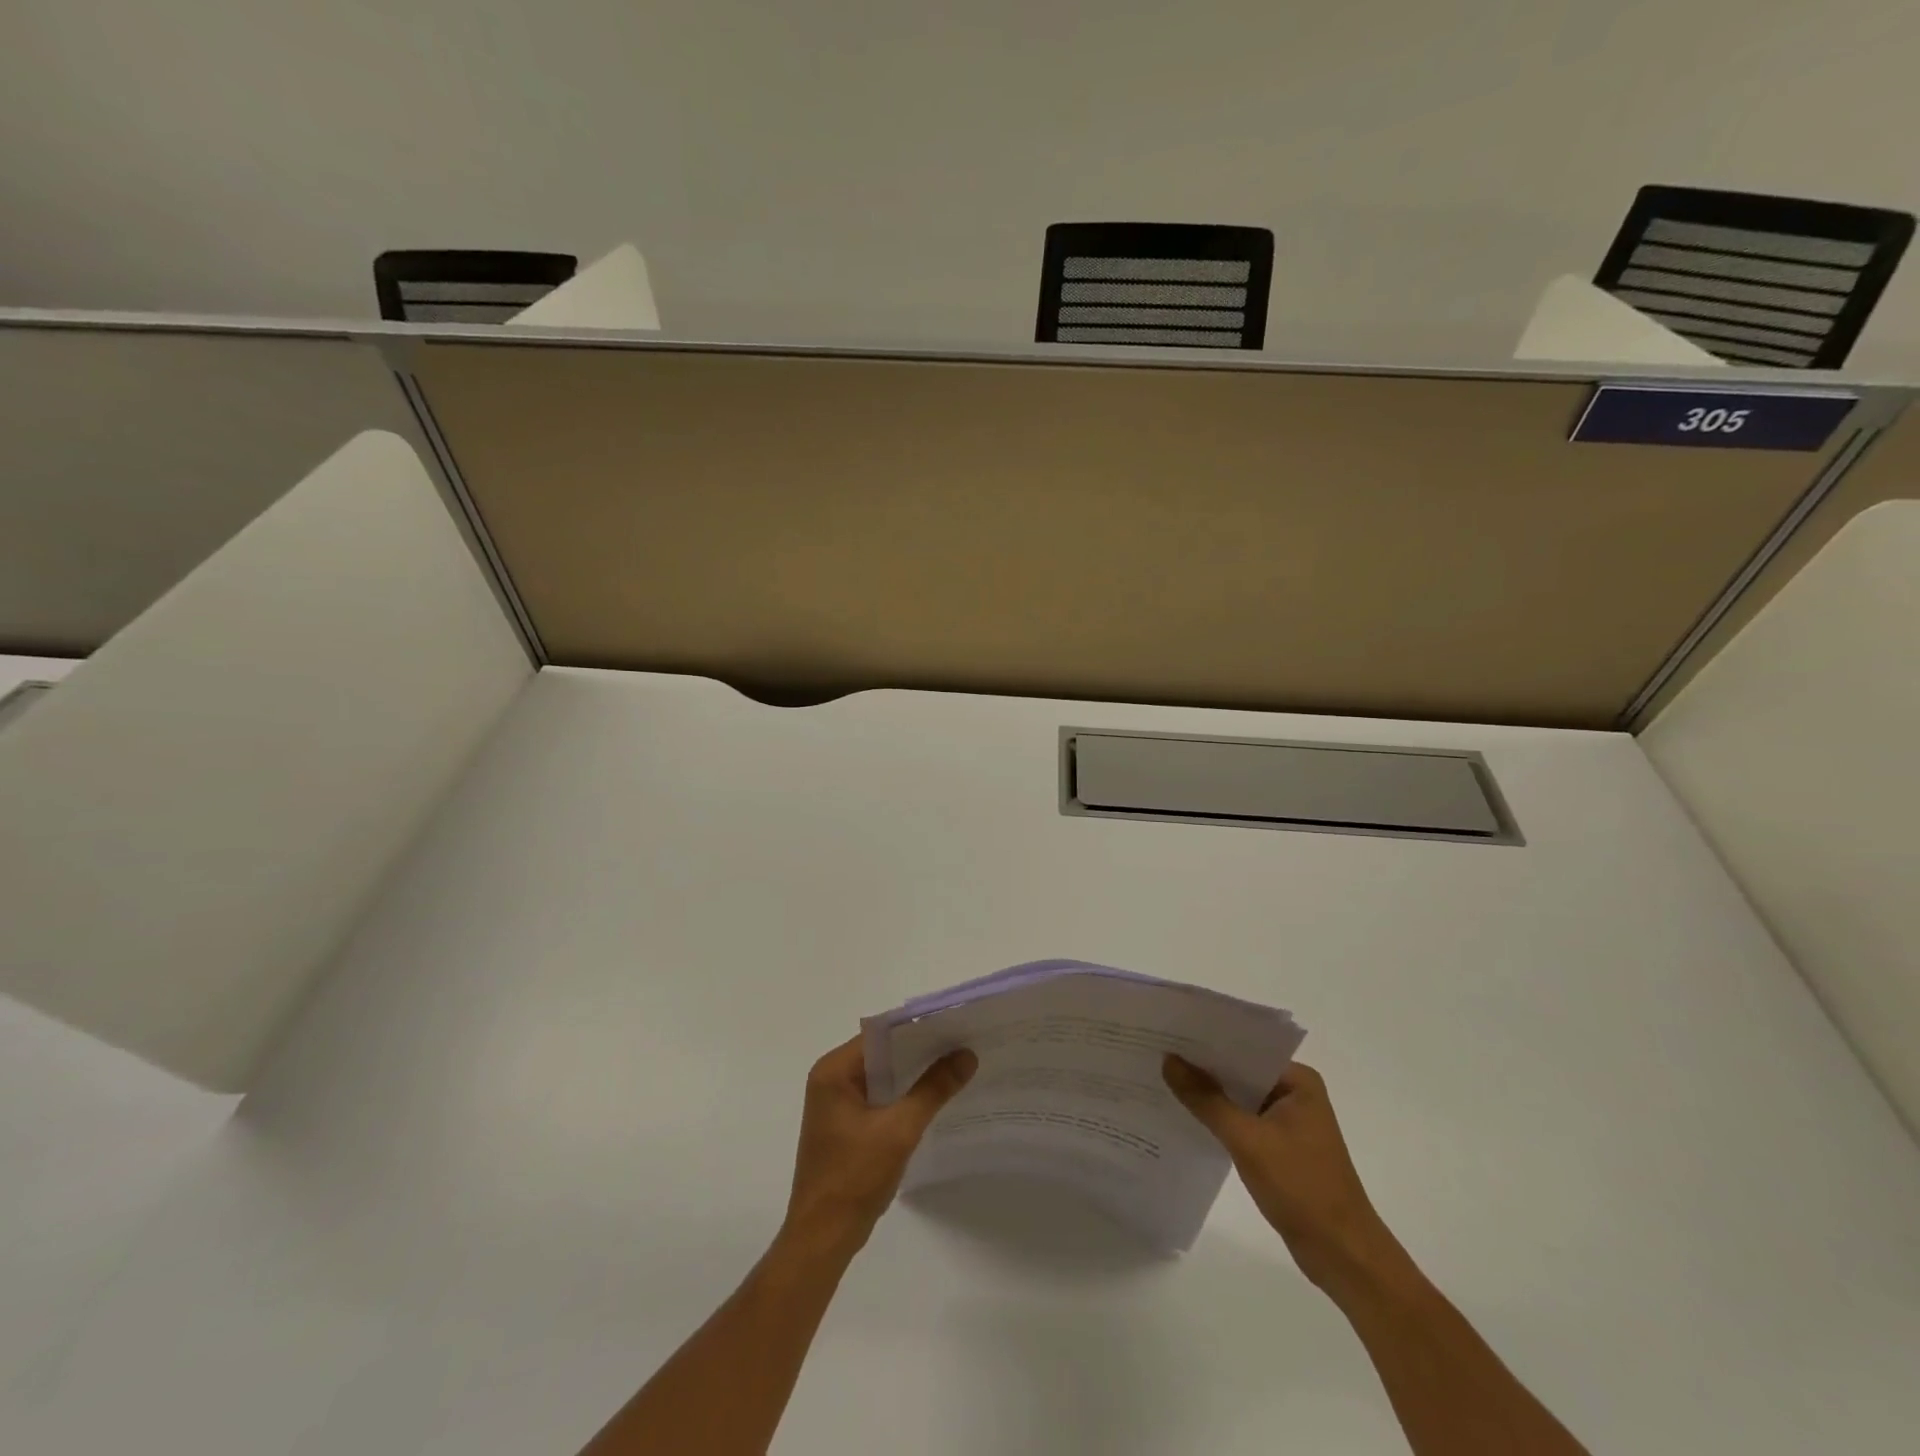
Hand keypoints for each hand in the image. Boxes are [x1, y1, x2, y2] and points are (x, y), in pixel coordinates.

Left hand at [783, 1035, 976, 1252]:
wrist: (822, 1240)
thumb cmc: (854, 1178)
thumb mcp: (899, 1130)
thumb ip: (933, 1089)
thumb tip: (966, 1054)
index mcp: (834, 1071)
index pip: (881, 1035)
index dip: (919, 1029)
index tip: (955, 1026)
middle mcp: (831, 1079)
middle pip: (883, 1053)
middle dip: (922, 1051)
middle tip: (964, 1045)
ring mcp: (837, 1104)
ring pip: (884, 1076)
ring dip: (915, 1075)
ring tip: (957, 1067)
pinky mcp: (846, 1125)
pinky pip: (880, 1097)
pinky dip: (905, 1096)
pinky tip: (935, 1099)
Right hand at [1163, 1056, 1400, 1294]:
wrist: (1343, 1256)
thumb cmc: (1302, 1188)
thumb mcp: (1247, 1140)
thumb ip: (1206, 1099)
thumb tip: (1169, 1060)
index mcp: (1298, 1081)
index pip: (1245, 1048)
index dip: (1207, 1042)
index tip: (1169, 1034)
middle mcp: (1295, 1094)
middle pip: (1240, 1072)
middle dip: (1203, 1068)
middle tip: (1158, 1055)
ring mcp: (1289, 1122)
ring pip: (1239, 1098)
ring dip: (1209, 1095)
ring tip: (1163, 1080)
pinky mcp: (1281, 1148)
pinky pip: (1242, 1122)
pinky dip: (1219, 1120)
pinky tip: (1187, 1117)